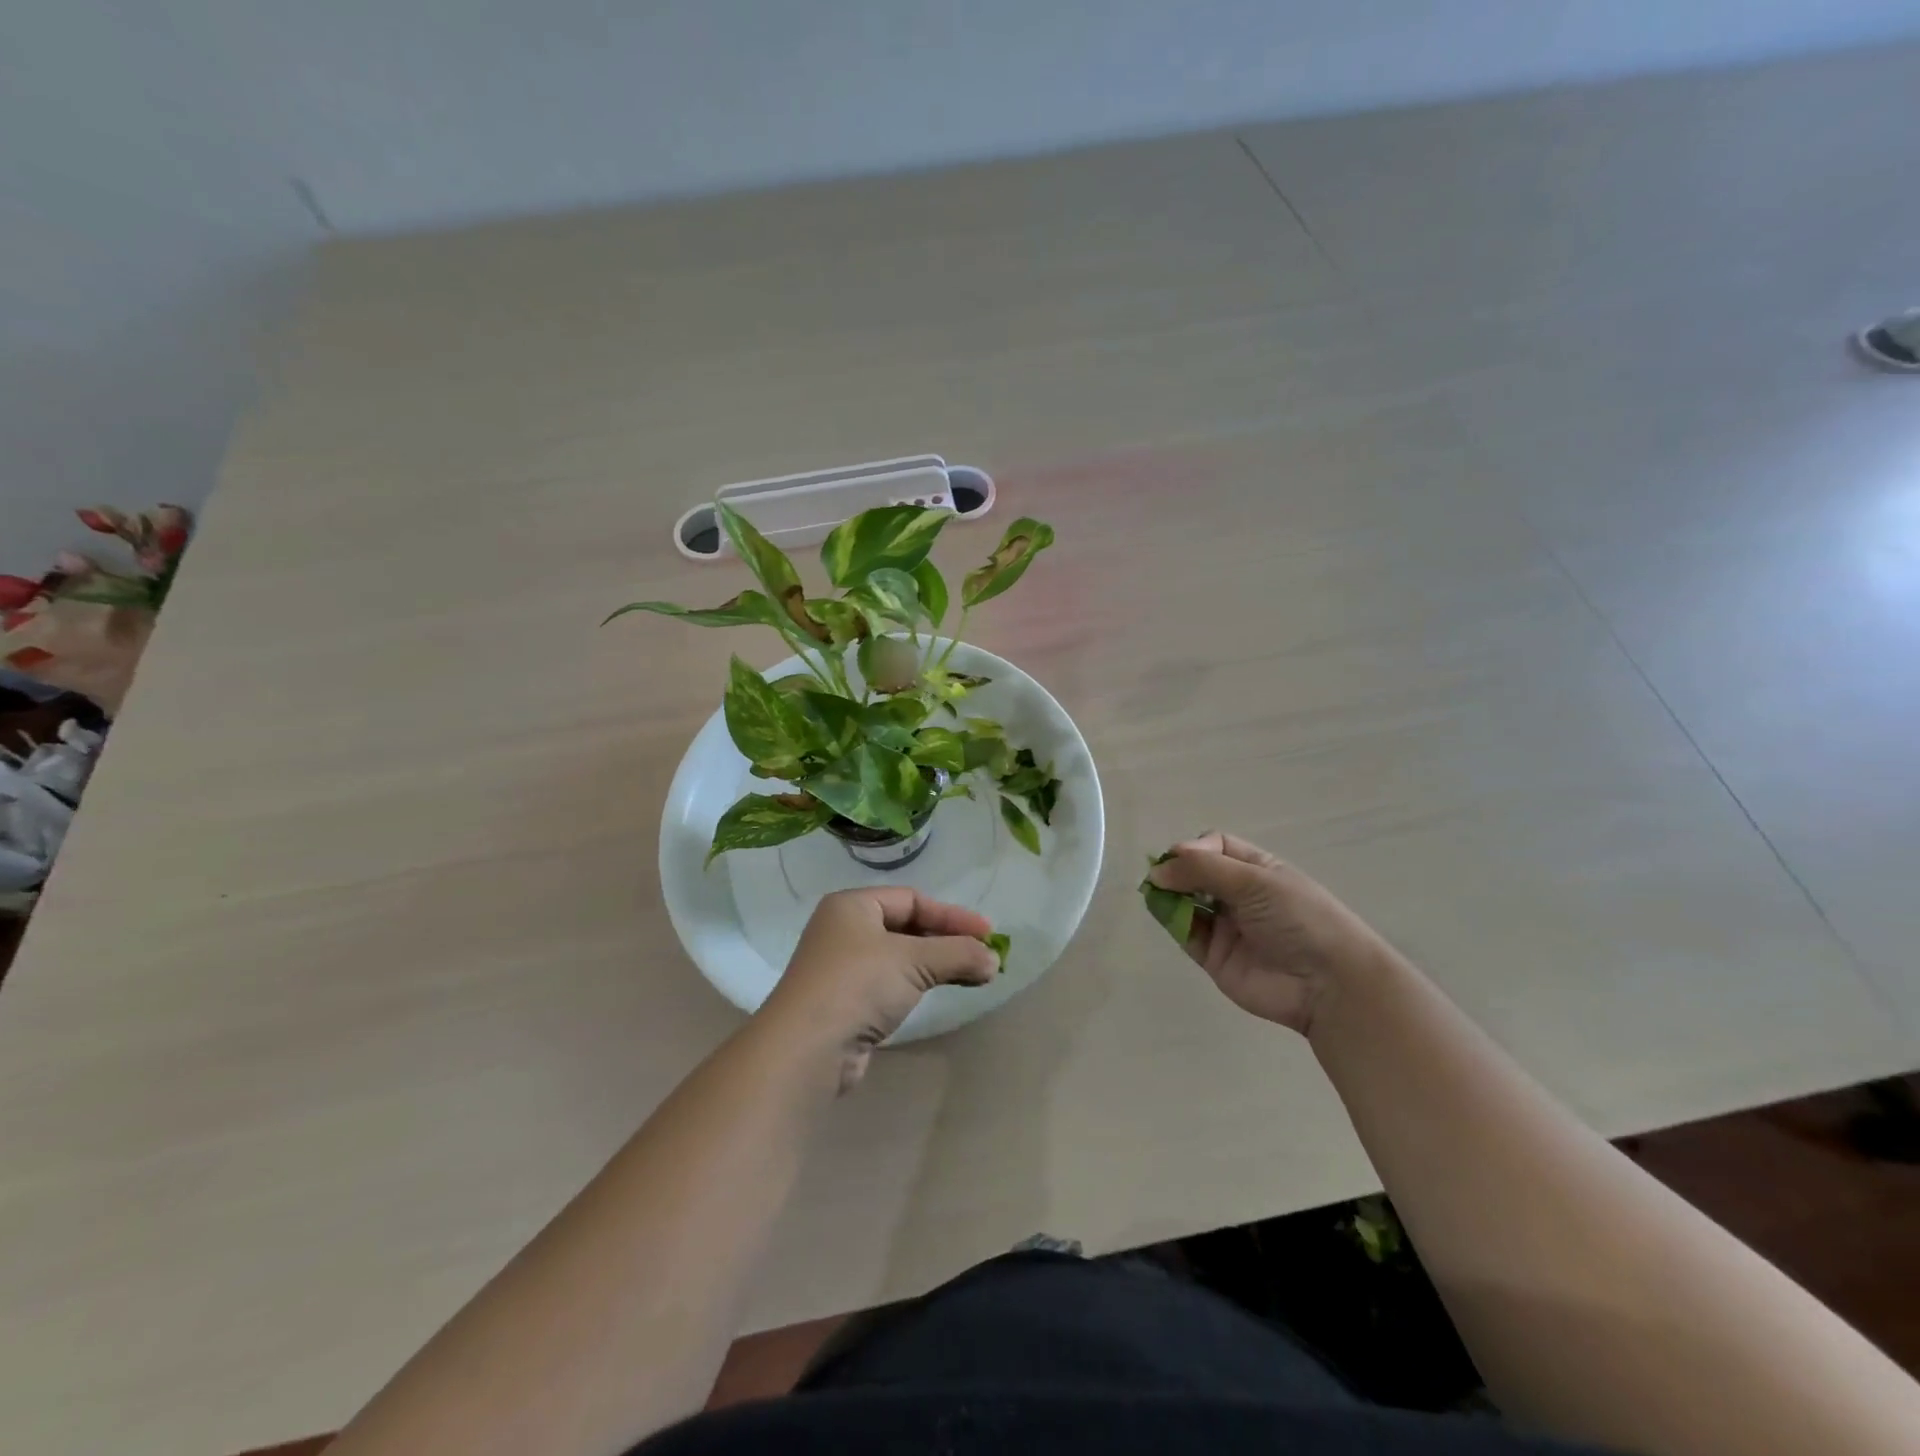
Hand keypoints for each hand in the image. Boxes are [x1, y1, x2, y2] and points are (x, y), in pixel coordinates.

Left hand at [761, 887, 998, 1090]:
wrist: (807, 1049)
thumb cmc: (857, 984)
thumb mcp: (912, 960)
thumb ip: (957, 954)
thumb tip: (994, 960)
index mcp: (852, 906)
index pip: (912, 899)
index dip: (952, 915)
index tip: (988, 933)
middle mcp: (844, 930)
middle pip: (907, 926)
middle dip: (948, 940)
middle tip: (985, 954)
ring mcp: (843, 968)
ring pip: (901, 956)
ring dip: (939, 963)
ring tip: (976, 974)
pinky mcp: (847, 1002)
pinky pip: (892, 982)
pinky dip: (920, 982)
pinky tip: (943, 990)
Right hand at [1149, 832, 1397, 1035]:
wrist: (1327, 984)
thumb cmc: (1298, 918)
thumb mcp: (1254, 881)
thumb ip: (1203, 869)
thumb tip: (1157, 868)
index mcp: (1256, 869)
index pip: (1214, 846)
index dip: (1194, 849)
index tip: (1180, 858)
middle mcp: (1238, 894)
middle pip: (1195, 873)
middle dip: (1176, 871)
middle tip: (1159, 878)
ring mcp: (1225, 926)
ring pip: (1185, 902)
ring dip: (1168, 895)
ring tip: (1156, 895)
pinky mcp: (1214, 956)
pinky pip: (1185, 933)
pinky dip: (1171, 921)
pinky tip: (1163, 913)